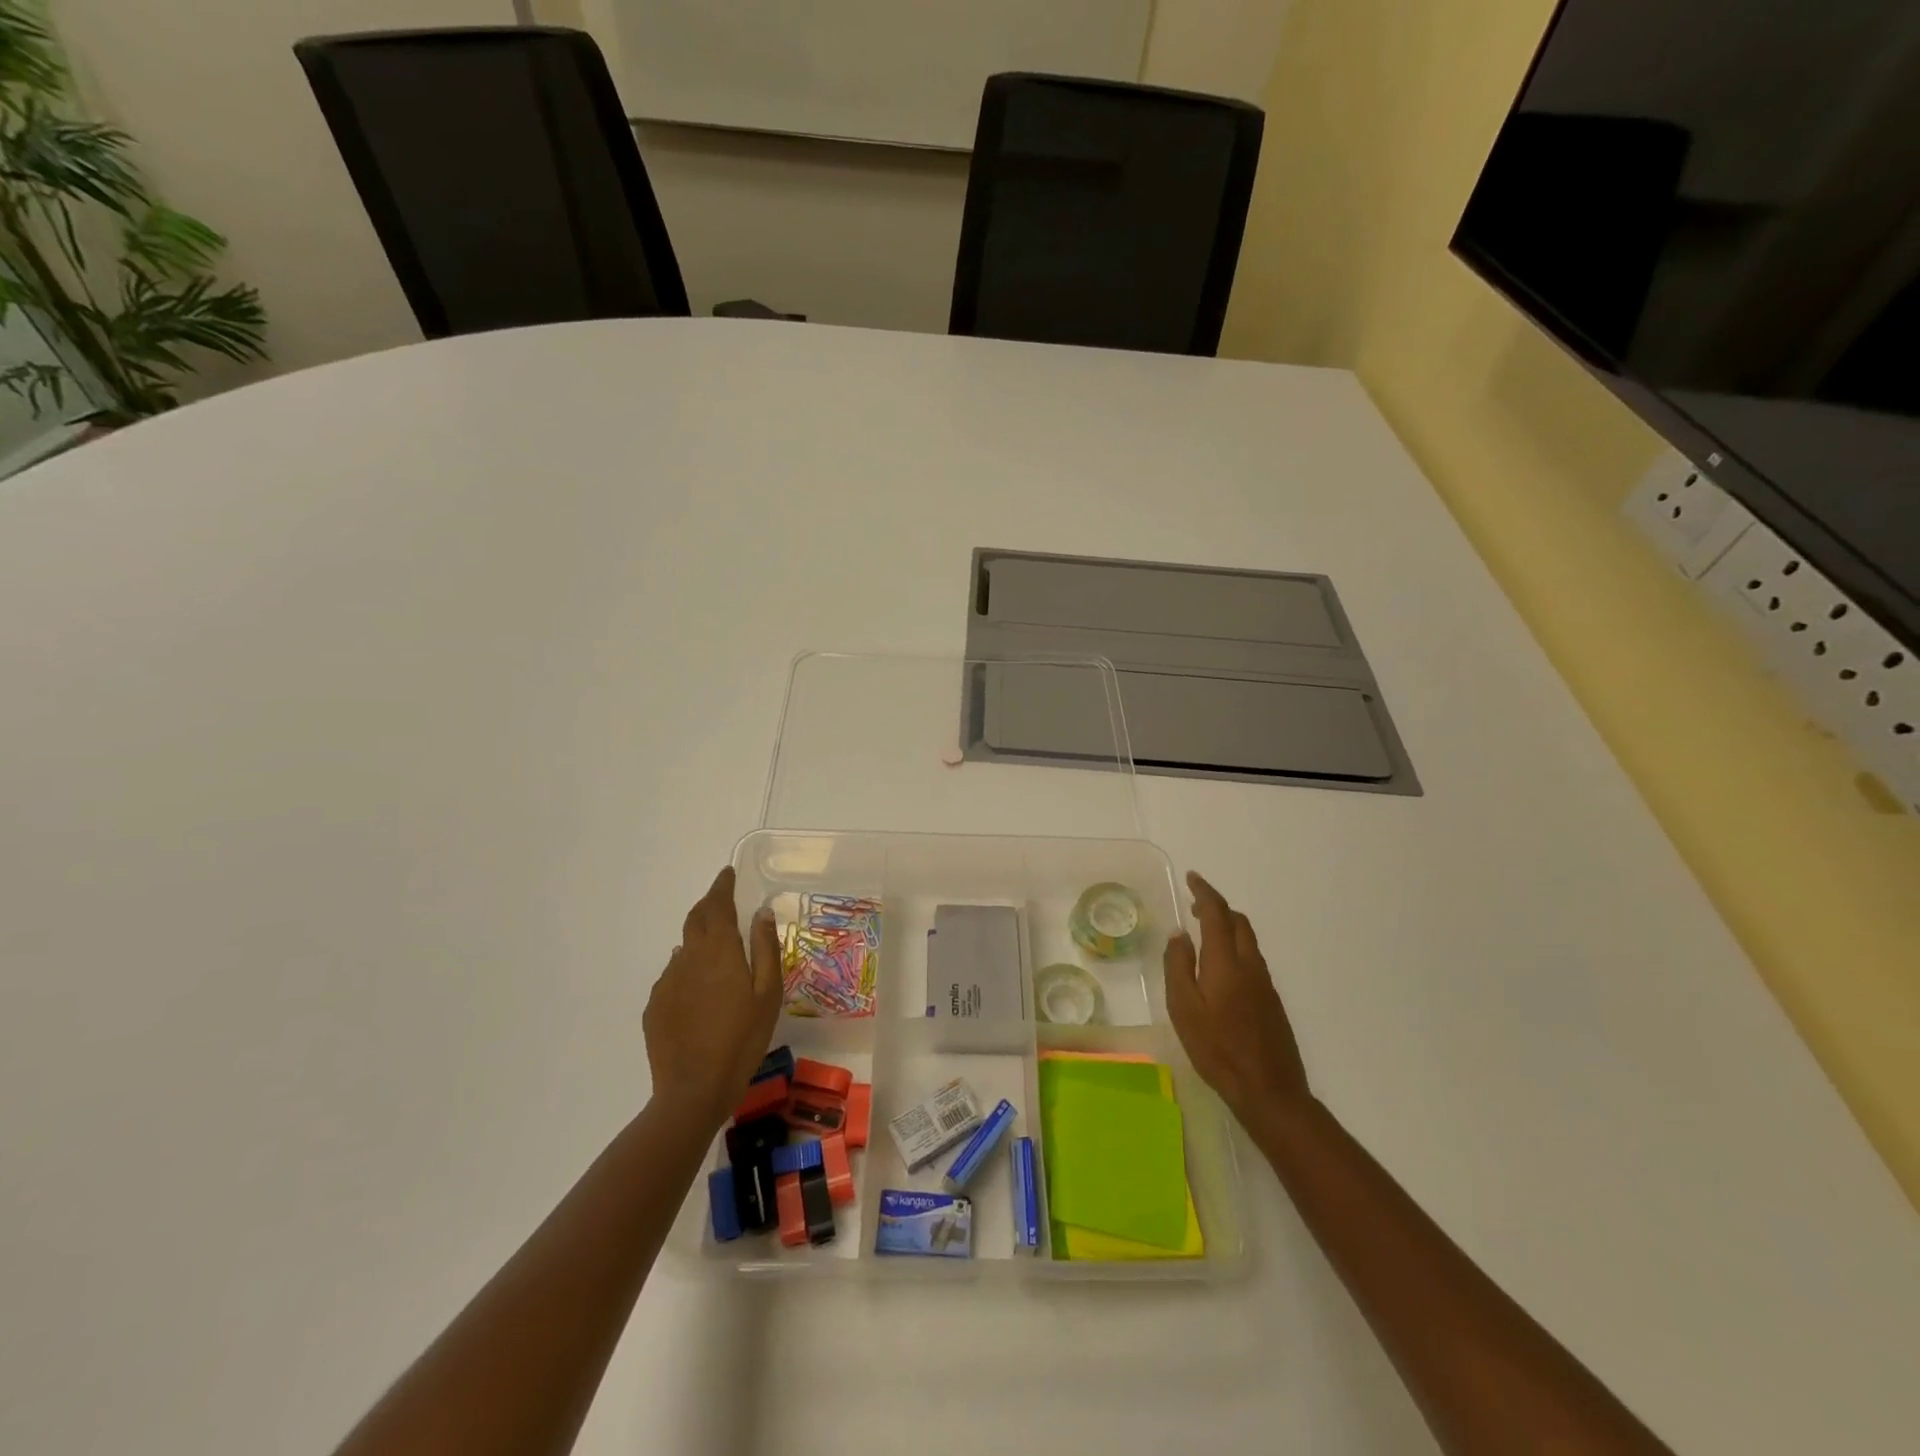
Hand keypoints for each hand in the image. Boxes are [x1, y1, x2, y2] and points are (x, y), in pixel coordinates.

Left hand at [643, 867, 781, 1126]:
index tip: (727, 874)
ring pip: (684, 948)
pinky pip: (674, 975)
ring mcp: (667, 982)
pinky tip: (699, 990)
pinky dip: (688, 969)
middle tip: (722, 901)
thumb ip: (765, 949)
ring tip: (716, 951)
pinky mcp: (655, 1006)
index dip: (722, 886)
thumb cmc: (743, 1040)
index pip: (717, 905)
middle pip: (695, 920)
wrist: (693, 1090)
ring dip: (699, 939)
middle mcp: (688, 958)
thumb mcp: (768, 994)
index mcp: (719, 951)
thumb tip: (761, 913)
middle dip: (709, 905)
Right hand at [1164, 871, 1310, 1130]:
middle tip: (1194, 906)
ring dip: (1227, 927)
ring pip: (1247, 940)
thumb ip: (1178, 966)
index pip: (1217, 913)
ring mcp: (1265, 983)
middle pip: (1238, 922)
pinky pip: (1252, 959)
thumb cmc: (1217, 1049)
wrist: (1269, 1090)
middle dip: (1217, 907)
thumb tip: (1179, 934)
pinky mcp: (1271, 1000)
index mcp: (1226, 962)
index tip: (1192, 878)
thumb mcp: (1184, 1008)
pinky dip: (1234, 947)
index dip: (1205, 892)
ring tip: (1203, 933)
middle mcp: (1250, 965)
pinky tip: (1220, 968)